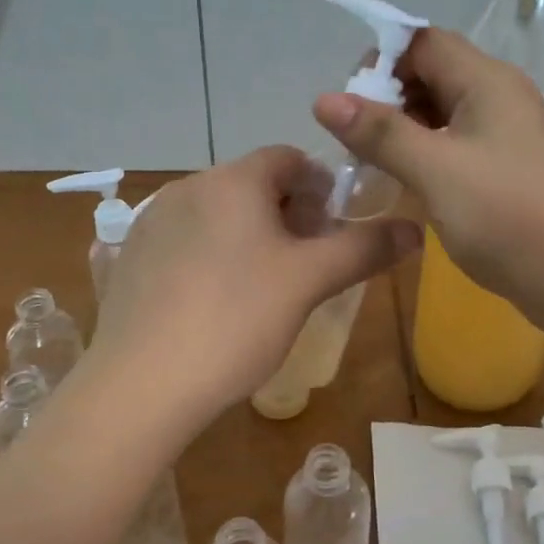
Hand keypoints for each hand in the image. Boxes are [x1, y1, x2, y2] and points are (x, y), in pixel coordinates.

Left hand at [86, 146, 419, 427]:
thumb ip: (364, 248)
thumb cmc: (237, 320)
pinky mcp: (130, 258)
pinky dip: (210, 255)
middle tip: (306, 262)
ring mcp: (151, 223)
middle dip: (287, 213)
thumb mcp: (309, 282)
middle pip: (252, 185)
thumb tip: (413, 228)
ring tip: (263, 286)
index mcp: (233, 181)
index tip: (333, 226)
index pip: (288, 158)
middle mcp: (188, 187)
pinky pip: (184, 241)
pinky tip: (214, 302)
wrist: (142, 385)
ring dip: (248, 235)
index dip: (320, 186)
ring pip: (217, 214)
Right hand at [312, 28, 543, 342]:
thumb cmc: (508, 216)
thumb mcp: (435, 171)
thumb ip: (380, 133)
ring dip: (404, 130)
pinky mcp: (509, 168)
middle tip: (355, 141)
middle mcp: (500, 96)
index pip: (423, 42)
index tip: (349, 105)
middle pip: (433, 73)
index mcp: (487, 81)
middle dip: (388, 98)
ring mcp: (508, 134)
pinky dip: (426, 155)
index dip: (381, 62)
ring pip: (443, 112)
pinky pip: (457, 144)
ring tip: (373, 165)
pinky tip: (407, 184)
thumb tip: (324, 98)